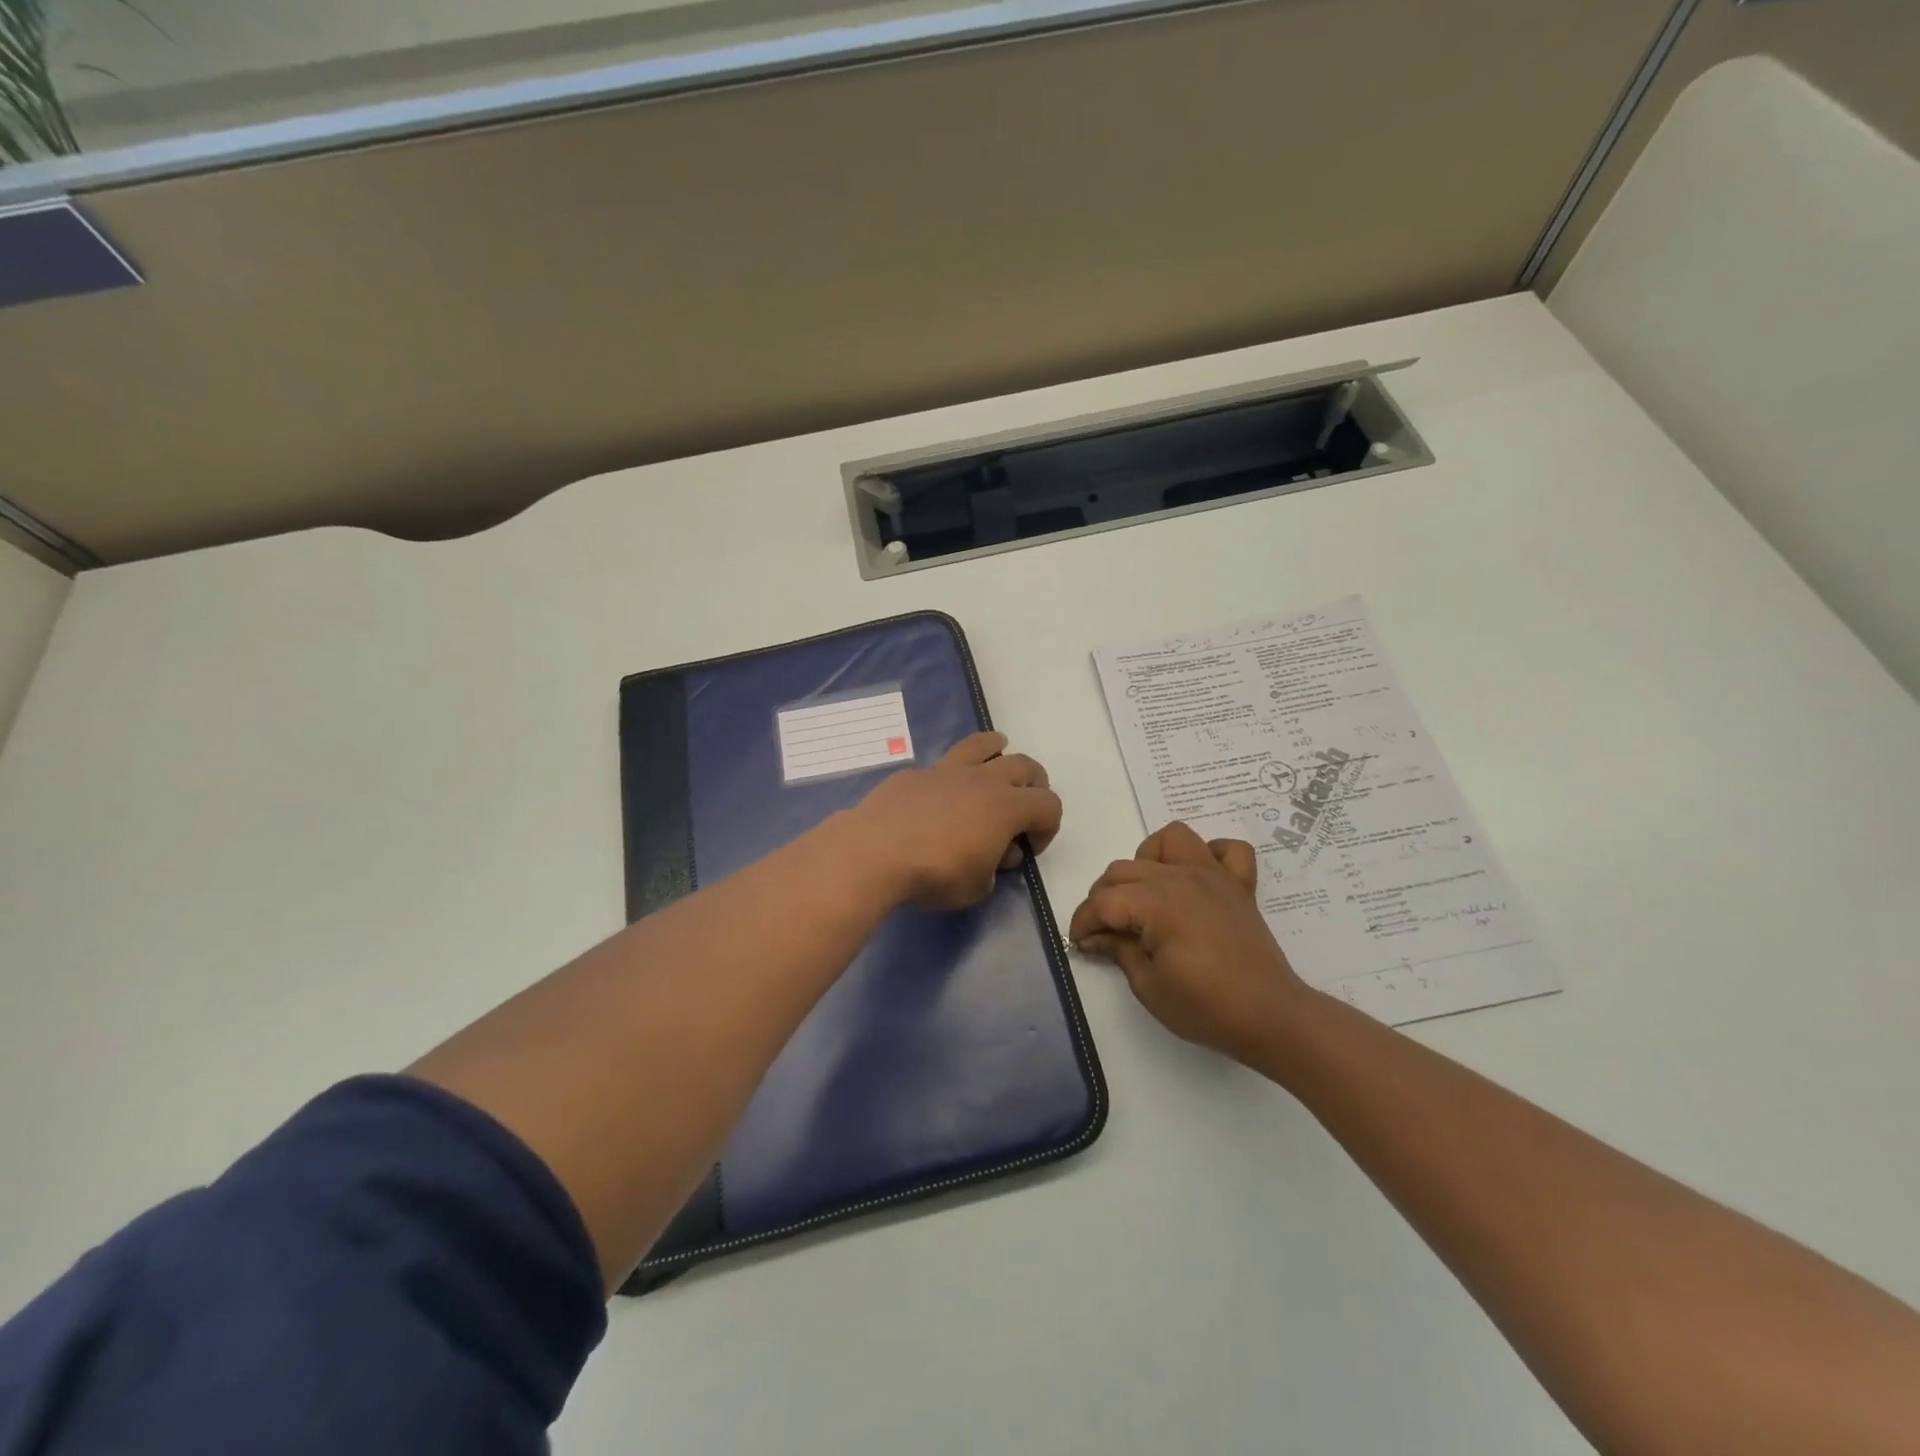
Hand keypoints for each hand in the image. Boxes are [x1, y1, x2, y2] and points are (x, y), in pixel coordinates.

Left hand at [849, 732, 1062, 911]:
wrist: (875, 852)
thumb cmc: (934, 874)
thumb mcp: (976, 887)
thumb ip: (994, 868)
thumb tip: (995, 852)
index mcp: (1007, 807)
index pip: (1049, 805)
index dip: (1048, 827)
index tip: (1030, 849)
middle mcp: (983, 780)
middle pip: (1025, 766)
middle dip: (1034, 785)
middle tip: (1024, 806)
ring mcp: (947, 771)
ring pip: (983, 745)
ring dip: (998, 750)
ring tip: (998, 756)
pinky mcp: (915, 774)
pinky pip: (943, 766)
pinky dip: (952, 776)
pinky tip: (940, 795)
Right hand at [1068, 822, 1310, 1062]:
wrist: (1271, 1017)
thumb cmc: (1206, 1007)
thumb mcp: (1148, 987)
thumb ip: (1118, 951)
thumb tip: (1094, 937)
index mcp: (1157, 903)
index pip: (1104, 901)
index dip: (1083, 922)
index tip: (1079, 944)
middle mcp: (1182, 877)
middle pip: (1125, 870)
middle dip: (1104, 898)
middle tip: (1106, 933)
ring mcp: (1214, 876)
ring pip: (1170, 839)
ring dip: (1150, 860)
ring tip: (1148, 894)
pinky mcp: (1239, 886)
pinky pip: (1228, 849)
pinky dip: (1210, 854)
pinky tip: (1197, 879)